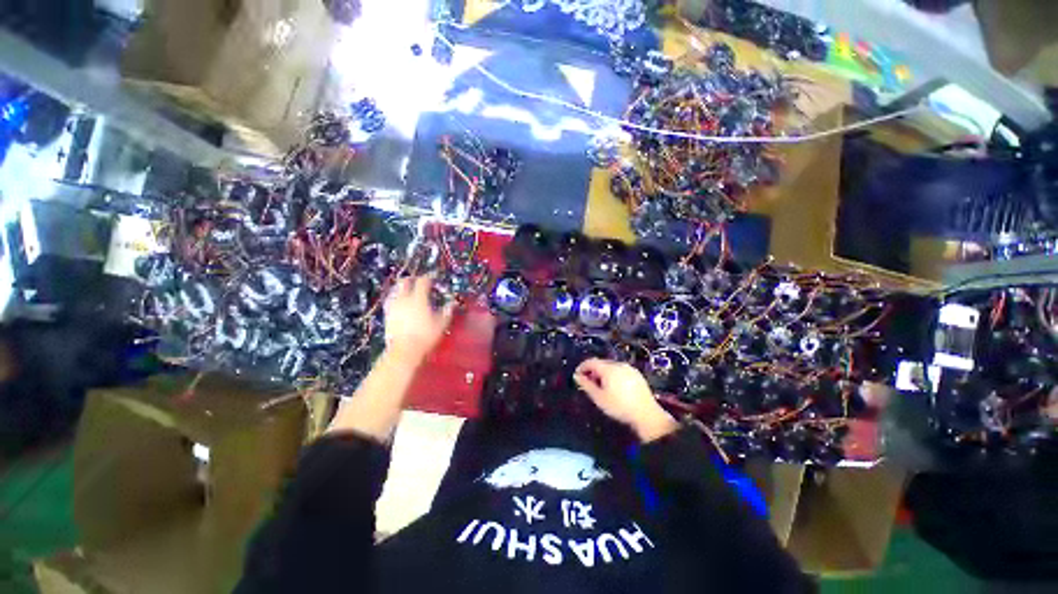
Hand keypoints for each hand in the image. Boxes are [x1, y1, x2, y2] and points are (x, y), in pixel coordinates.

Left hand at [383, 275, 453, 363]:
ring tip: (411, 291)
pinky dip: (397, 297)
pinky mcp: (387, 314)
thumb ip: (447, 311)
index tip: (434, 276)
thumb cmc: (425, 336)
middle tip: (420, 281)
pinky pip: (391, 300)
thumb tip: (452, 303)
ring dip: (404, 287)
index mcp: (418, 298)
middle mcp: (404, 299)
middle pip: (405, 281)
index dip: (429, 277)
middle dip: (413, 278)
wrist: (404, 350)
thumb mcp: (441, 324)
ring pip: (396, 289)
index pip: (423, 281)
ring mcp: (393, 306)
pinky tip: (402, 303)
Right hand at [573, 358, 678, 442]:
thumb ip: (586, 385)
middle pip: (601, 363)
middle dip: (592, 371)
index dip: (582, 367)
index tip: (577, 376)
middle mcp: (619, 364)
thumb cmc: (619, 407)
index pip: (591, 361)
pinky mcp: (637, 375)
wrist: (647, 415)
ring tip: (600, 387)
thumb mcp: (599, 398)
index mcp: (608, 368)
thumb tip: (576, 376)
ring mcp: (629, 369)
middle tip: (588, 383)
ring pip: (611, 367)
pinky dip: (613, 376)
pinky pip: (620, 371)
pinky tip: (614, 388)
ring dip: (603, 374)